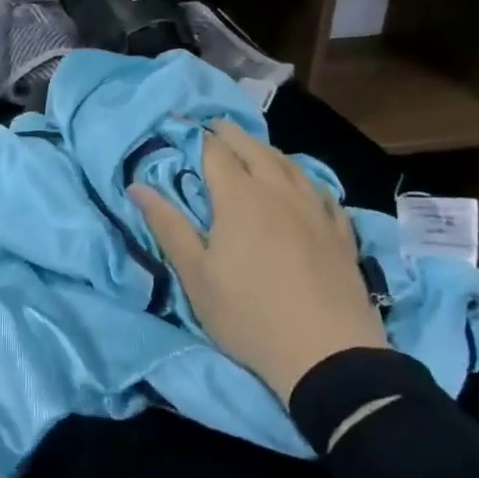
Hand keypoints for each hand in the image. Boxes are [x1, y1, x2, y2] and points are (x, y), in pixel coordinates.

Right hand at [131, 120, 386, 403]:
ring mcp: (315, 210)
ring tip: (254, 149)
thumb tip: (137, 186)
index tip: (183, 124)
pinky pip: (322, 191)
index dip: (198, 135)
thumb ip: (168, 225)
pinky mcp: (341, 232)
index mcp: (239, 198)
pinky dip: (304, 179)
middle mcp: (278, 191)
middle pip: (254, 149)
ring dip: (267, 150)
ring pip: (290, 165)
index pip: (215, 152)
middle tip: (215, 126)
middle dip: (231, 134)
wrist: (327, 353)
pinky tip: (304, 186)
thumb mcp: (195, 274)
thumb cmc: (247, 314)